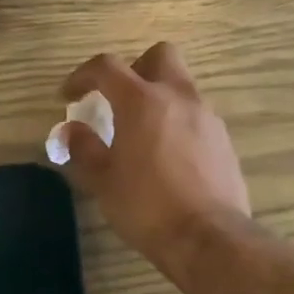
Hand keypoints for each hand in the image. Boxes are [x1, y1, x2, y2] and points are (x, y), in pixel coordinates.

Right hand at [57, 43, 250, 261]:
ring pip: (181, 86)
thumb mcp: (103, 181)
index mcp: (142, 101)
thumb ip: (84, 148)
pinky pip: (196, 115)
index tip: (70, 95)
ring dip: (159, 97)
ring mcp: (207, 116)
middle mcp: (178, 97)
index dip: (83, 75)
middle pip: (160, 55)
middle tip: (119, 98)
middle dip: (136, 68)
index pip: (107, 66)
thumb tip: (71, 130)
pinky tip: (168, 156)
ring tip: (142, 133)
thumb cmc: (146, 206)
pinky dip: (178, 122)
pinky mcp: (224, 140)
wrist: (209, 238)